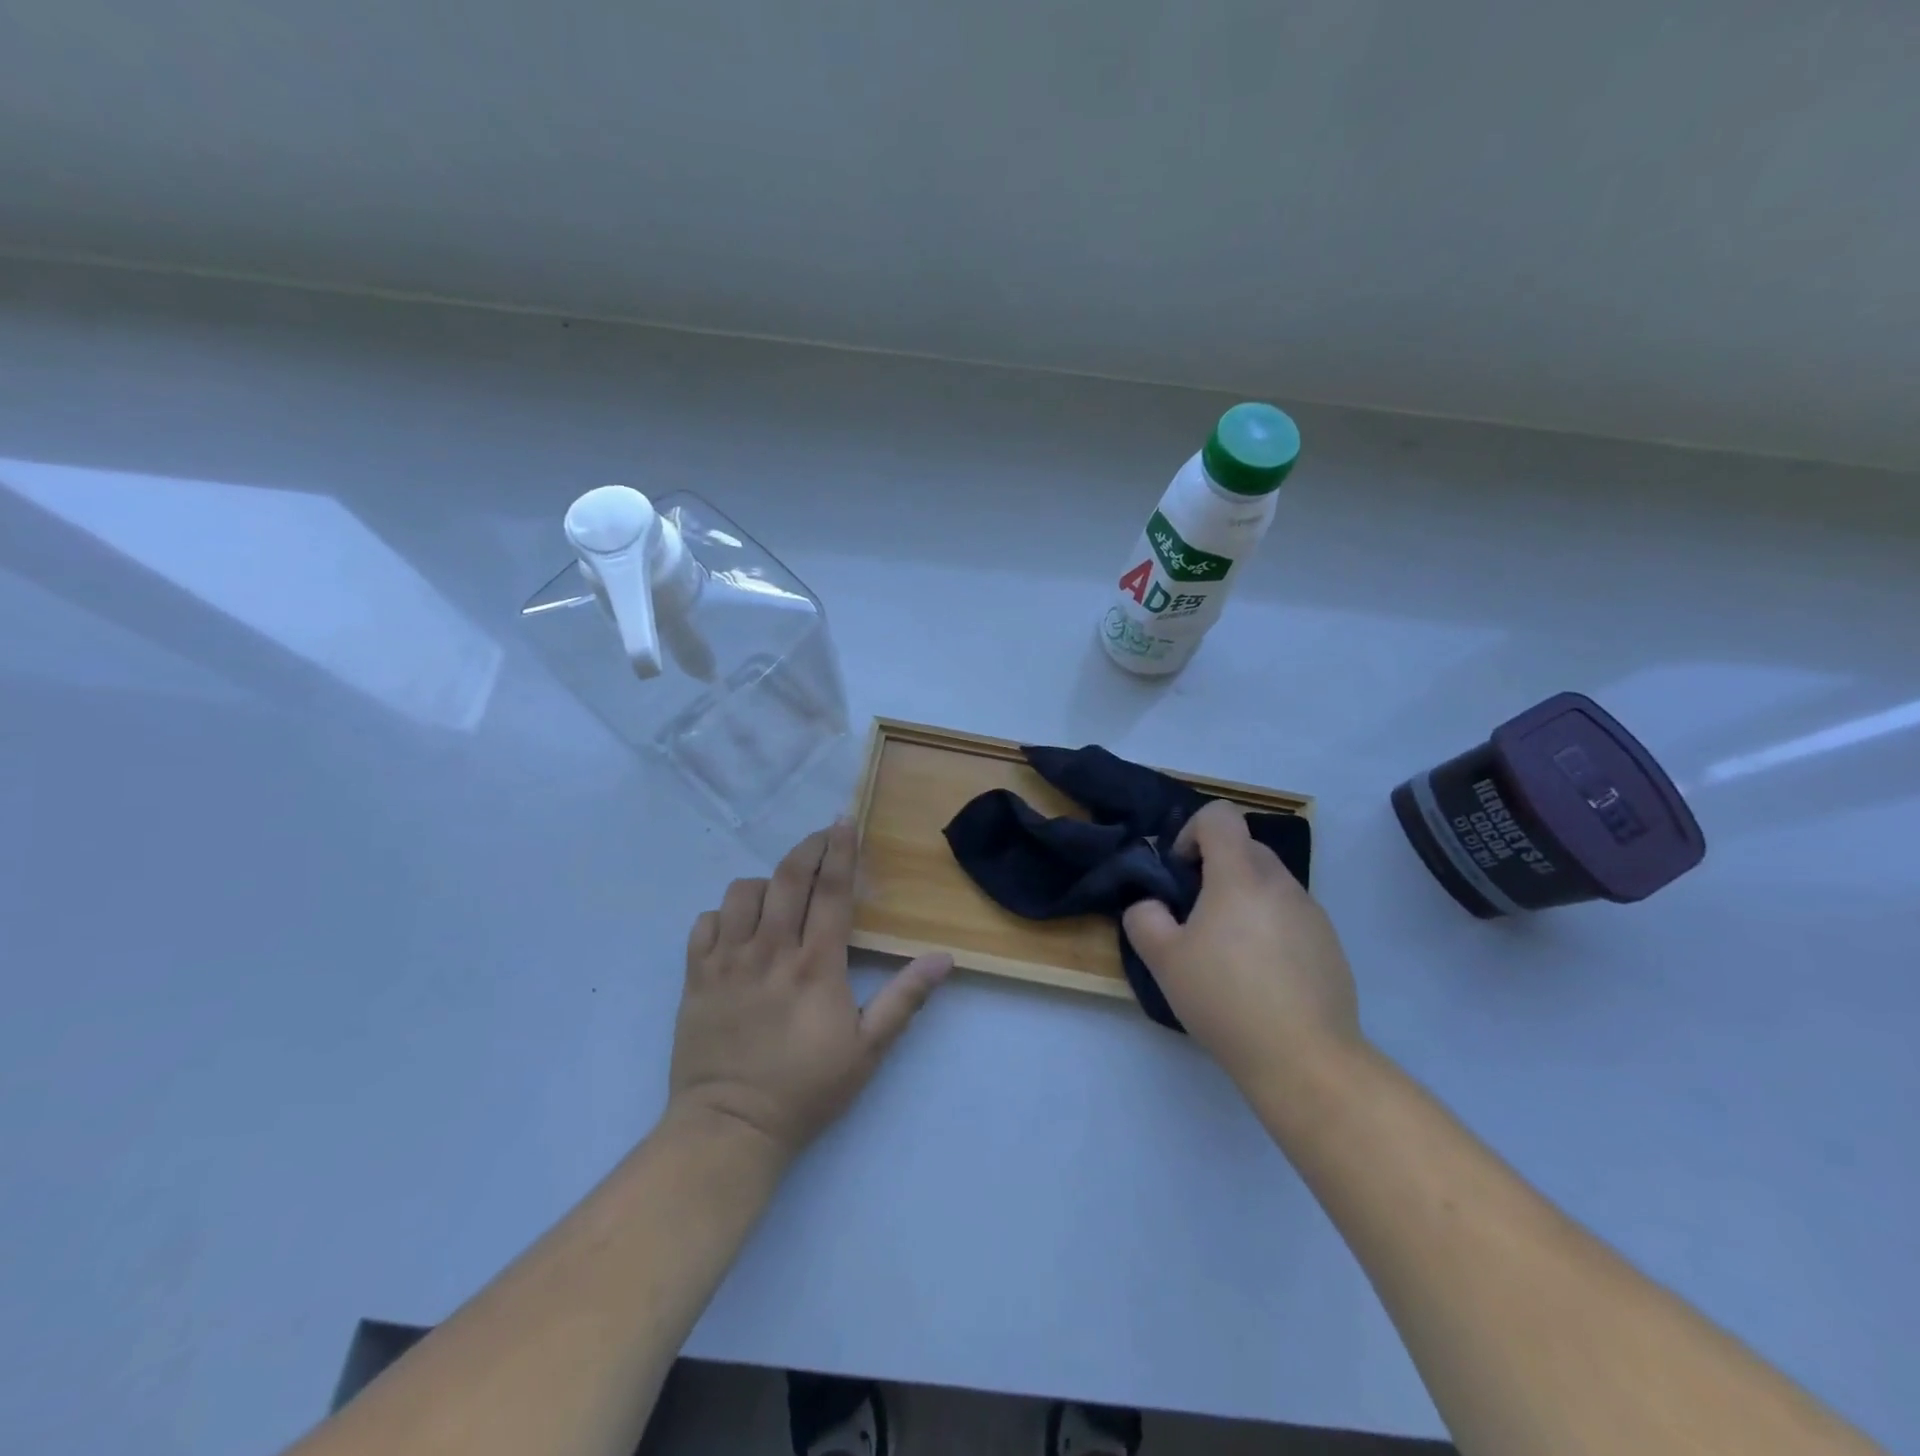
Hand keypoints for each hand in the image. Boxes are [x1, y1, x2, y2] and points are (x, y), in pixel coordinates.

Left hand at [668, 822, 951, 1163]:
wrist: (730, 1128)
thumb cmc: (805, 1089)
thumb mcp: (868, 1051)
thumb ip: (904, 999)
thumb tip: (944, 958)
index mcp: (815, 965)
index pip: (831, 891)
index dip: (840, 851)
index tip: (844, 822)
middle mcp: (770, 951)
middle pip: (787, 878)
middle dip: (807, 849)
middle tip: (821, 839)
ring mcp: (727, 961)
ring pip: (742, 893)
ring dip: (765, 883)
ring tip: (779, 896)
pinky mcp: (696, 977)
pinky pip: (705, 923)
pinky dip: (723, 915)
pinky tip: (737, 930)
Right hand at [1122, 801, 1361, 1095]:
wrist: (1305, 1058)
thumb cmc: (1225, 999)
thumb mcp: (1163, 960)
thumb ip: (1144, 918)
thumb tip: (1151, 905)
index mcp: (1240, 876)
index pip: (1219, 815)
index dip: (1191, 832)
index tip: (1181, 874)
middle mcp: (1281, 883)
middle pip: (1245, 847)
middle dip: (1215, 867)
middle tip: (1196, 914)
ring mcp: (1312, 913)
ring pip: (1269, 882)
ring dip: (1243, 897)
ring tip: (1228, 950)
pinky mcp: (1330, 944)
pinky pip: (1291, 914)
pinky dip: (1269, 926)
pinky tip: (1260, 975)